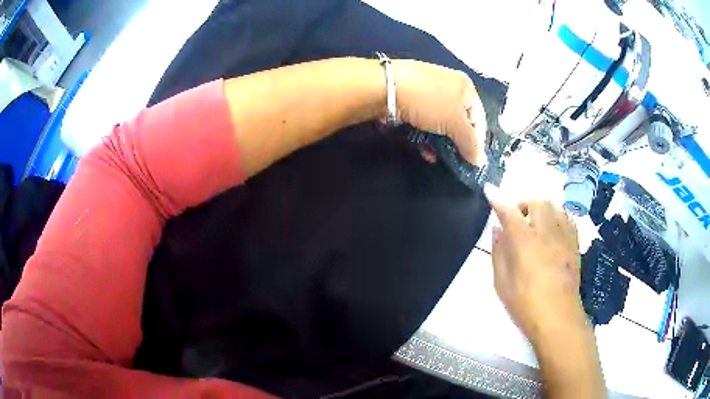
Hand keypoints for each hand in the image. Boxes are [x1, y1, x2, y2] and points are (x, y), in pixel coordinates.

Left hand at [392, 60, 487, 166]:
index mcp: (465, 86)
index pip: (479, 117)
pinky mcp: (410, 102)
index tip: (473, 160)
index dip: (478, 140)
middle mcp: (448, 87)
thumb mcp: (456, 123)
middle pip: (459, 121)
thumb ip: (470, 143)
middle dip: (458, 143)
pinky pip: (424, 123)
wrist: (385, 88)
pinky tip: (425, 151)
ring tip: (438, 158)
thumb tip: (479, 162)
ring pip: (440, 124)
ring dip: (441, 143)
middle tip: (456, 161)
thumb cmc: (429, 102)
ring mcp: (427, 94)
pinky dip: (426, 138)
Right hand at [484, 185, 588, 343]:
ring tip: (535, 224)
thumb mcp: (502, 283)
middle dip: (523, 204)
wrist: (558, 318)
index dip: (498, 199)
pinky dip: (557, 217)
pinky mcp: (575, 246)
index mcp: (525, 243)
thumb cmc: (526, 305)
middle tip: (516, 218)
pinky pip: (567, 219)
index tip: (489, 190)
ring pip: (554, 207)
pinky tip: (552, 231)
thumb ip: (499, 253)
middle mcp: (546, 233)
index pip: (509, 212)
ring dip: (541, 209)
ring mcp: (564, 238)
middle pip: (536, 203)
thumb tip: (497, 230)